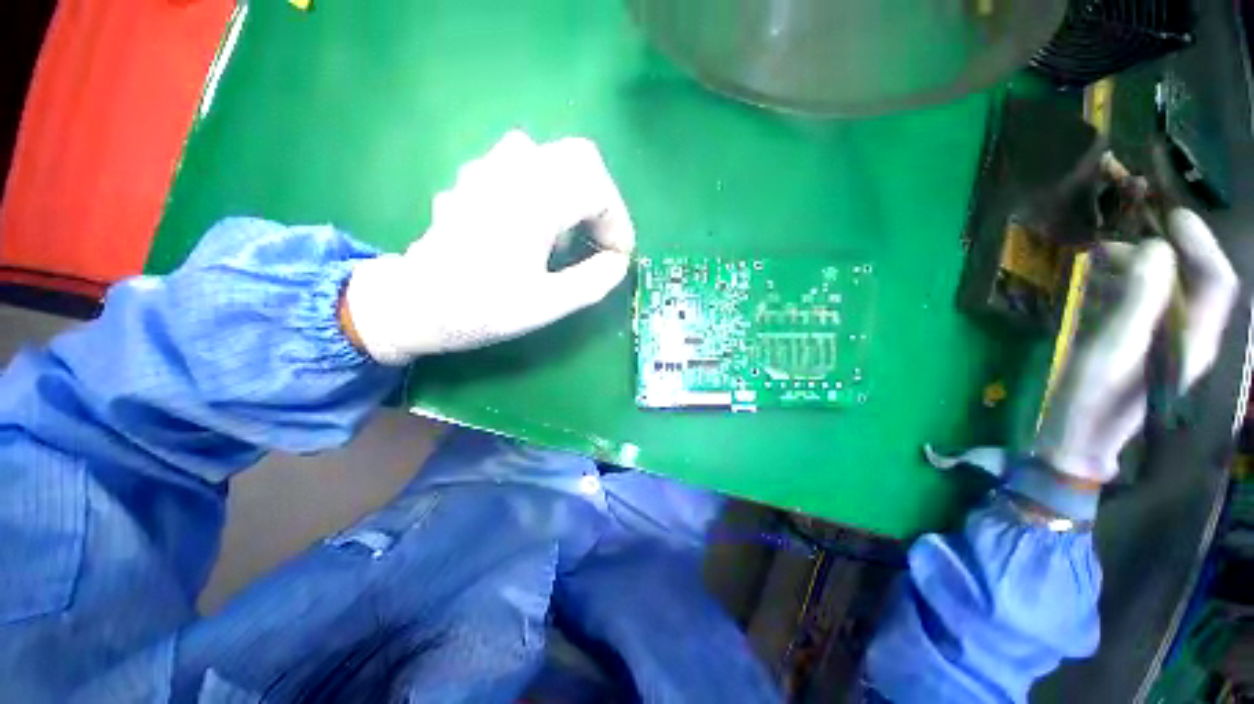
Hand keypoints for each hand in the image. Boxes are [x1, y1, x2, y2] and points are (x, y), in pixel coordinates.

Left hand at [342, 131, 635, 363]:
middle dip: (601, 200)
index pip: (597, 188)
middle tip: (601, 239)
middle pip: (580, 158)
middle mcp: (512, 170)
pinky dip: (546, 189)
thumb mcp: (546, 305)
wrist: (413, 304)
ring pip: (552, 157)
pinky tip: (535, 225)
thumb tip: (618, 262)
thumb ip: (593, 283)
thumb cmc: (479, 308)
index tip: (617, 257)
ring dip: (573, 192)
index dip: (618, 222)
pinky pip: (525, 165)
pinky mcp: (476, 178)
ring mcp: (489, 169)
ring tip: (568, 234)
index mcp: (532, 201)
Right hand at [1034, 208, 1238, 485]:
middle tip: (1114, 245)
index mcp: (1194, 340)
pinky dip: (1123, 290)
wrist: (1077, 439)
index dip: (1201, 245)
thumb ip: (1140, 300)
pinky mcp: (1141, 351)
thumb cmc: (1095, 398)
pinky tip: (1094, 290)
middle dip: (1160, 256)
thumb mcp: (1114, 348)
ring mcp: (1164, 346)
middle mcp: (1188, 339)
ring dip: (1136, 271)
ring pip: (1165, 294)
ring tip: (1096, 264)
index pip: (1217, 282)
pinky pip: (1143, 308)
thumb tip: (1156, 248)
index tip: (1172, 217)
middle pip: (1191, 284)